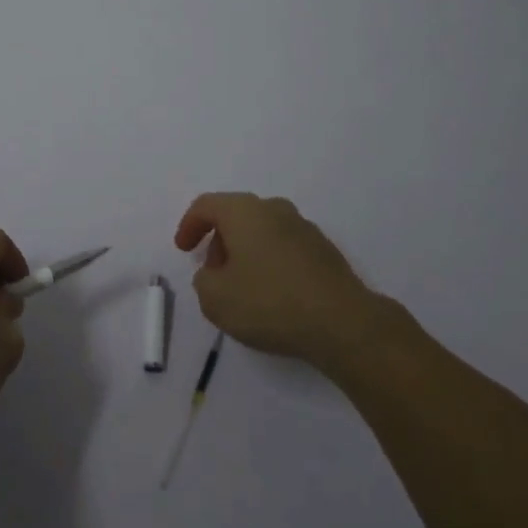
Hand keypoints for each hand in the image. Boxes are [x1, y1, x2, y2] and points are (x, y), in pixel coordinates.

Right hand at [175, 192, 385, 366]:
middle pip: (236, 215)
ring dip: (246, 252)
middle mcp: (274, 209)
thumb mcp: (216, 299)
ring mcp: (304, 228)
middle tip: (213, 272)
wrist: (343, 323)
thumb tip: (213, 274)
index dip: (189, 225)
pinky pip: (285, 248)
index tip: (184, 250)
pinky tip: (273, 294)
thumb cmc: (270, 302)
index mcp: (244, 211)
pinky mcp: (325, 251)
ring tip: (243, 287)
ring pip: (263, 231)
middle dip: (219, 241)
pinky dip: (271, 262)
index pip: (206, 205)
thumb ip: (203, 281)